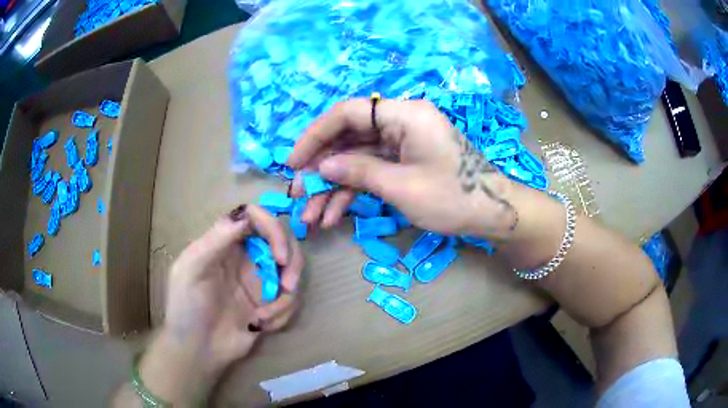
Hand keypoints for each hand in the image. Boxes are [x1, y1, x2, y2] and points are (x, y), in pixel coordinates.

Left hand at [139, 205, 303, 402]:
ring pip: (292, 271)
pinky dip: (282, 314)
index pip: (256, 218)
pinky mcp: (270, 303)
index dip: (273, 228)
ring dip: (286, 296)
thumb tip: (245, 214)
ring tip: (264, 317)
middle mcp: (246, 257)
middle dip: (292, 262)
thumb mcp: (191, 270)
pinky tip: (262, 326)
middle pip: (282, 241)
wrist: (198, 350)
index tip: (280, 256)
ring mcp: (259, 281)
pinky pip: (290, 300)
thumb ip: (215, 240)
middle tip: (288, 286)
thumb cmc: (186, 308)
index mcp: (225, 243)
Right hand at [287, 98, 520, 238]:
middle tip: (299, 196)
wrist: (493, 214)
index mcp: (404, 115)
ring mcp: (402, 143)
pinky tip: (333, 215)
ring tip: (312, 217)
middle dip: (322, 170)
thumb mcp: (401, 187)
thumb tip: (320, 167)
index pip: (347, 113)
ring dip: (333, 187)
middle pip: (348, 138)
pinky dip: (353, 192)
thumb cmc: (453, 198)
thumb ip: (358, 172)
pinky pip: (372, 171)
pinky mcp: (405, 161)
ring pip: (357, 159)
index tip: (294, 163)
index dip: (315, 135)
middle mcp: (401, 122)